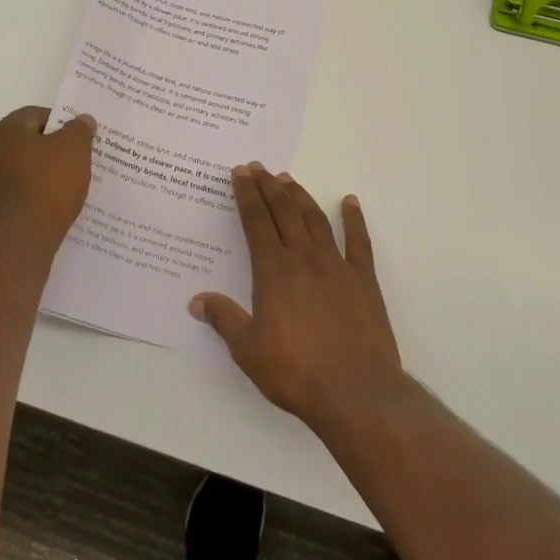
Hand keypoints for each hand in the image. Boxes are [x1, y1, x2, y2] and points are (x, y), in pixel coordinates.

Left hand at [0, 106, 96, 244]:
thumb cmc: (47, 186)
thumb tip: (82, 120)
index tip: (80, 139)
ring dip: (40, 176)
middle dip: (51, 151)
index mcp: (5, 131)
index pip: (36, 115)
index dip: (61, 123)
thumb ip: (80, 130)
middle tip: (77, 162)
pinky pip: (15, 197)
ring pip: (20, 172)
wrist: (18, 242)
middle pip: (26, 143)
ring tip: (67, 189)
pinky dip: (31, 199)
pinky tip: (50, 211)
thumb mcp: (75, 150)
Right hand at [191, 163, 403, 430]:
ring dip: (300, 196)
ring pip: (315, 219)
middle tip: (259, 167)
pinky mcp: (364, 281)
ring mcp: (336, 266)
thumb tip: (196, 301)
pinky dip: (354, 219)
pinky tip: (350, 202)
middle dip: (269, 187)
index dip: (247, 195)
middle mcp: (304, 258)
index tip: (240, 172)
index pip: (256, 222)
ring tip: (288, 179)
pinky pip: (358, 242)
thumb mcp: (248, 350)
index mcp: (273, 271)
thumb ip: (224, 320)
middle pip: (284, 212)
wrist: (356, 392)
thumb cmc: (296, 371)